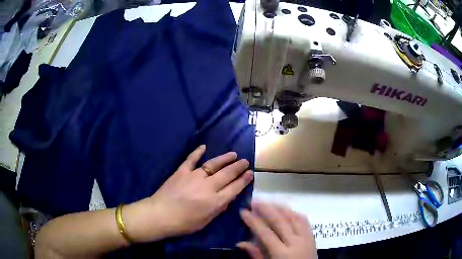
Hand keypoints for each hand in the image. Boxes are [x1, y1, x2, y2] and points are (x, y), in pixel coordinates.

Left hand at [123, 145, 252, 242]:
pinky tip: (203, 146)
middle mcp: (208, 186)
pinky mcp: (182, 171)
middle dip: (238, 167)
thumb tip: (227, 197)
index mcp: (215, 201)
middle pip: (228, 174)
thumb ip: (218, 208)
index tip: (250, 173)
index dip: (244, 180)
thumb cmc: (184, 223)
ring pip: (213, 164)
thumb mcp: (206, 221)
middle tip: (245, 161)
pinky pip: (191, 159)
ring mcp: (194, 176)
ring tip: (233, 154)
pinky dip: (197, 152)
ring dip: (225, 159)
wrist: (160, 215)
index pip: (235, 188)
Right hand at [238, 202, 316, 258]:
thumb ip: (256, 255)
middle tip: (254, 201)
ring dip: (280, 208)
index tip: (243, 211)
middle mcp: (295, 242)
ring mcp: (306, 238)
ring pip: (294, 217)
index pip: (265, 233)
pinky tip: (287, 210)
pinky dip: (294, 213)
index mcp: (282, 253)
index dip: (253, 221)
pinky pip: (304, 220)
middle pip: (280, 221)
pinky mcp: (312, 237)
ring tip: (268, 203)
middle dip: (266, 209)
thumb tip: (240, 243)